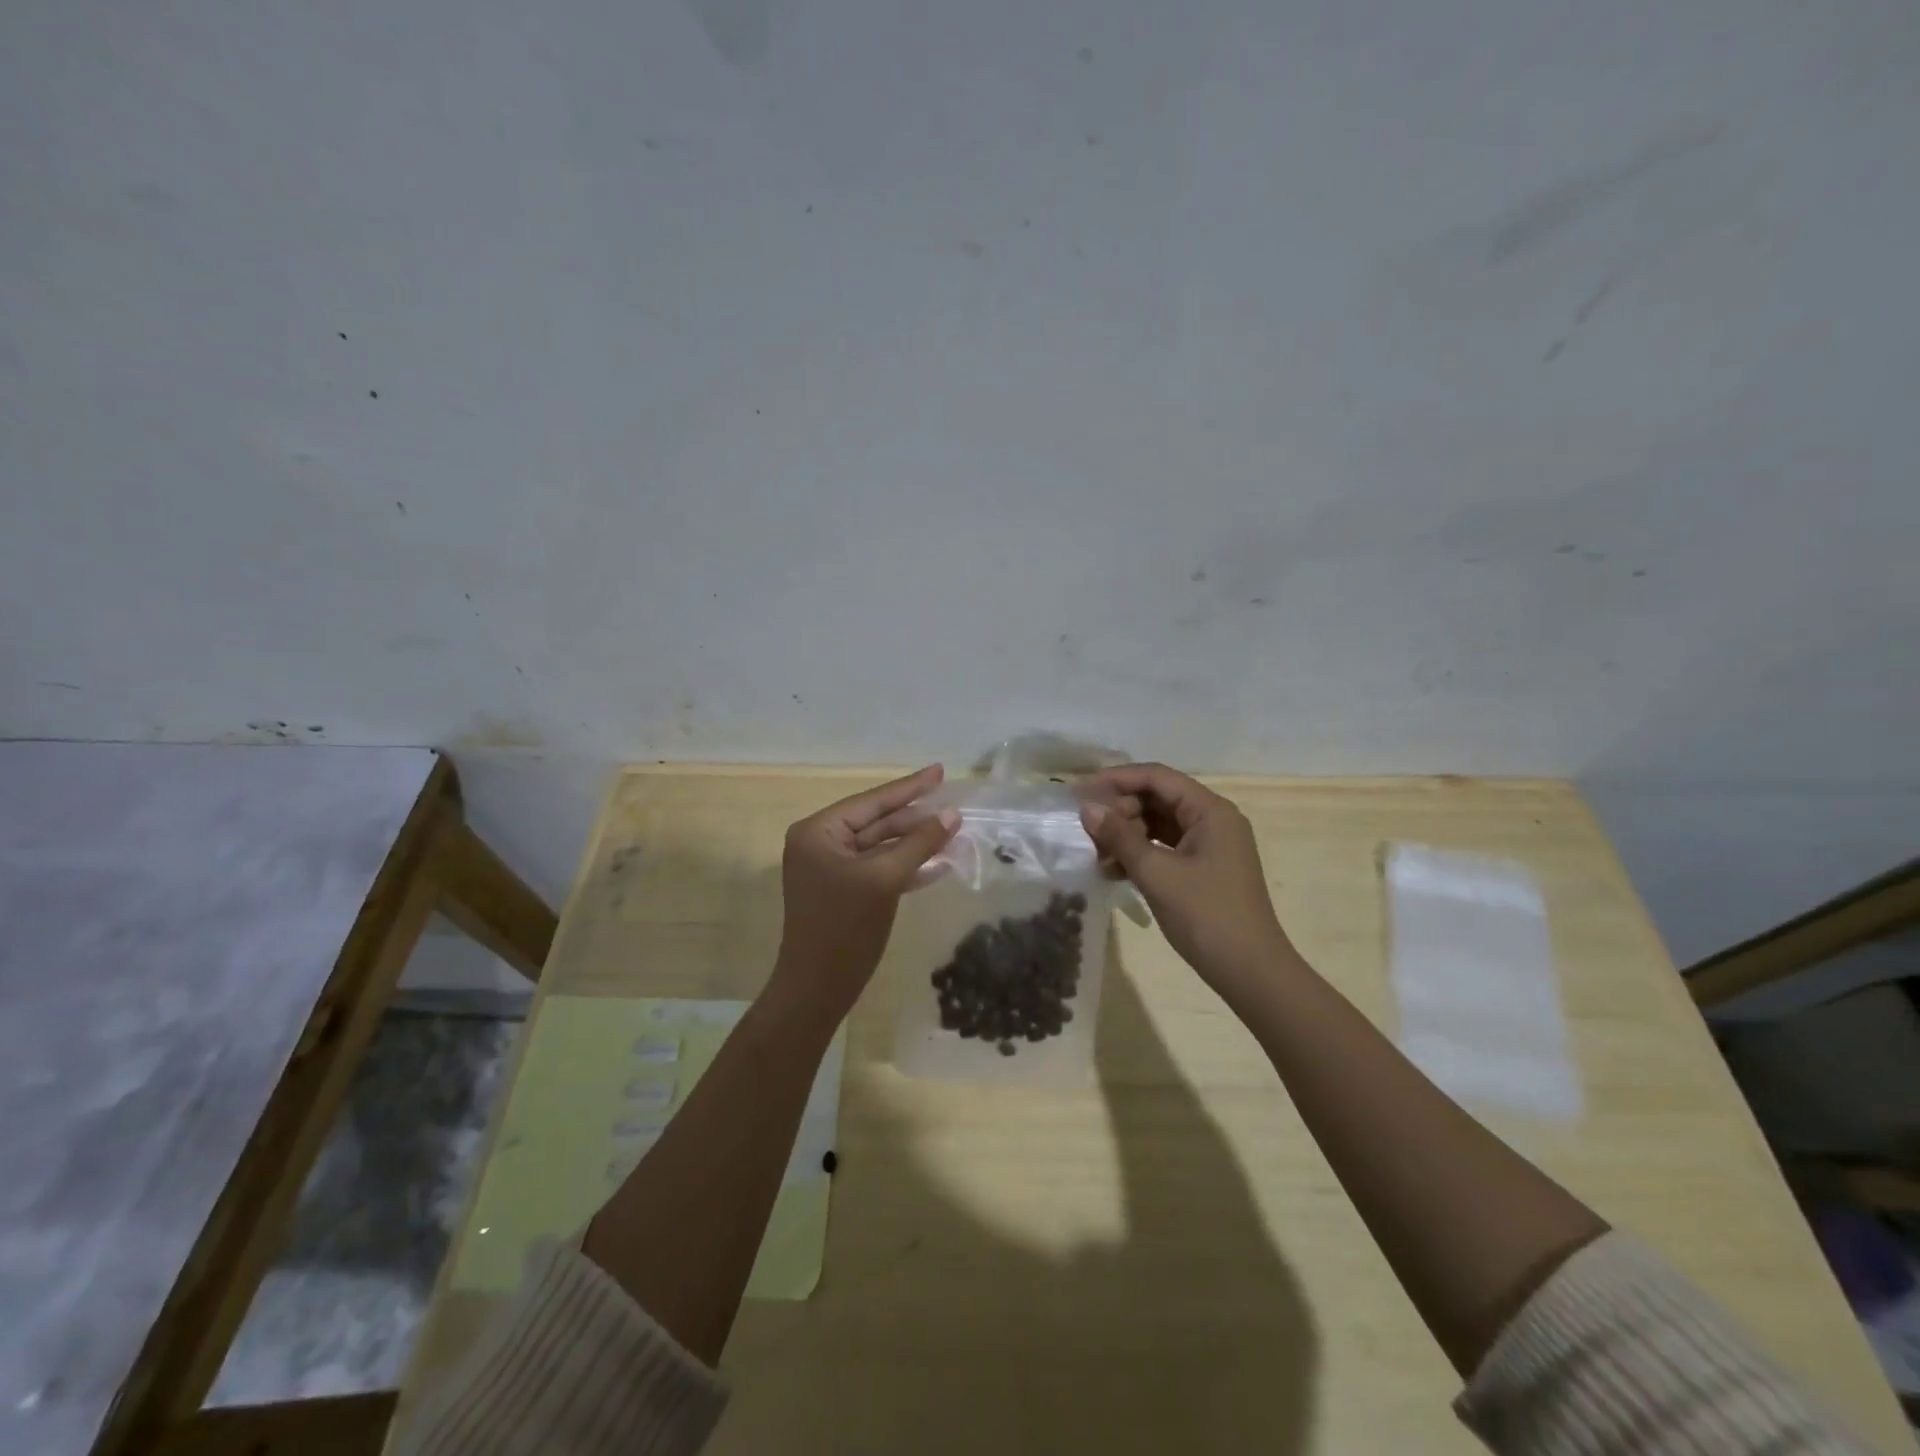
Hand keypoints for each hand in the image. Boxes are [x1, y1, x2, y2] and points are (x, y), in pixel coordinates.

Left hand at [773, 765, 958, 1021]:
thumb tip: (952, 814)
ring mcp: (831, 868)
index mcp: (819, 832)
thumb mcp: (885, 880)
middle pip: (877, 821)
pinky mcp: (843, 890)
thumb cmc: (845, 930)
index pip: (873, 802)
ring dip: (916, 843)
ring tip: (954, 833)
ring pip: (881, 846)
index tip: (940, 771)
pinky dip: (906, 866)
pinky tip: (938, 864)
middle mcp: (820, 843)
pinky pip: (878, 868)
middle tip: (955, 807)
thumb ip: (919, 843)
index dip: (910, 787)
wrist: (817, 990)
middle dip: (917, 818)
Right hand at [1079, 763, 1297, 1001]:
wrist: (1250, 972)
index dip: (1117, 779)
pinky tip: (1112, 871)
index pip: (1157, 777)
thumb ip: (1120, 837)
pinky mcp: (1203, 869)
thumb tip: (1087, 809)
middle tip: (1087, 829)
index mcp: (1210, 811)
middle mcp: (1212, 820)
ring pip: (1159, 825)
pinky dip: (1139, 854)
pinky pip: (1165, 848)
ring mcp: (1210, 845)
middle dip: (1120, 810)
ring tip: (1095, 853)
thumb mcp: (1157, 873)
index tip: (1081, 791)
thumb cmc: (1206, 915)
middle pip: (1157, 799)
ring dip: (1126, 834)